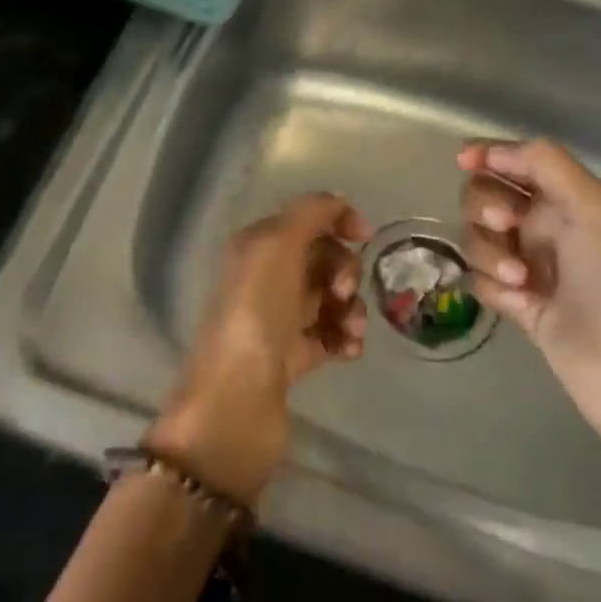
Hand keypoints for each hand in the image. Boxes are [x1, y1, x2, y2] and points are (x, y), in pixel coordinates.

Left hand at [147, 193, 369, 504]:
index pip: (306, 219)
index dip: (337, 219)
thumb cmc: (256, 314)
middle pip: (323, 258)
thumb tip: (337, 200)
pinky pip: (330, 334)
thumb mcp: (277, 247)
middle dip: (345, 269)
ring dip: (352, 308)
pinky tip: (349, 350)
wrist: (236, 401)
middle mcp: (266, 277)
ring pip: (331, 298)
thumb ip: (308, 213)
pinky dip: (345, 337)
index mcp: (257, 246)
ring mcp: (279, 318)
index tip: (365, 236)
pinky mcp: (292, 357)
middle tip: (342, 293)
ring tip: (351, 330)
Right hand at [458, 140, 600, 490]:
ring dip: (488, 252)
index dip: (487, 154)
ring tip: (519, 278)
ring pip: (475, 238)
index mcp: (564, 198)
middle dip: (485, 206)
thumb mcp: (591, 206)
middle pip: (483, 196)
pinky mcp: (514, 301)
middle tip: (507, 226)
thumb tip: (488, 152)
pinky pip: (478, 278)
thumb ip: (543, 164)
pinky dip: (493, 286)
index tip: (465, 162)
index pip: (514, 161)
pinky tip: (519, 303)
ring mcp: (525, 264)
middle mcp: (541, 225)